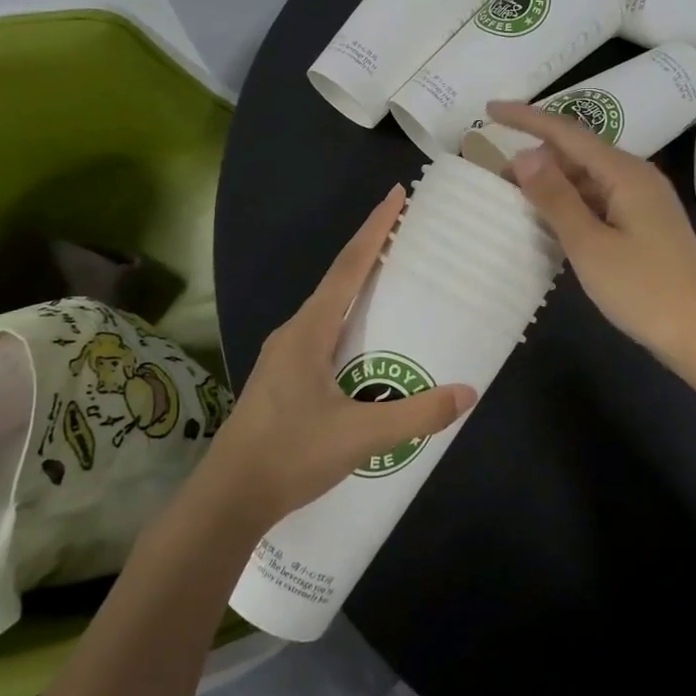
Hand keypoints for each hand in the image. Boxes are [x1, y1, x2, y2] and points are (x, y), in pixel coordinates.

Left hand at [198, 187, 476, 528]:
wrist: (228, 499)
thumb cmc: (290, 455)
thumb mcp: (361, 436)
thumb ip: (416, 415)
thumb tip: (467, 393)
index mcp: (308, 331)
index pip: (348, 267)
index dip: (375, 229)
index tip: (396, 196)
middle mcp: (294, 333)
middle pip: (339, 280)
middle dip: (372, 252)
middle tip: (407, 235)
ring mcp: (285, 356)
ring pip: (330, 309)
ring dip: (360, 288)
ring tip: (395, 281)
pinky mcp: (284, 378)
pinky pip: (325, 333)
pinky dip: (351, 321)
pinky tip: (368, 343)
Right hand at [486, 100, 695, 364]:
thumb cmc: (643, 289)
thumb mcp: (589, 244)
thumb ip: (555, 197)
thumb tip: (524, 155)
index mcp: (625, 173)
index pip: (567, 132)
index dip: (526, 118)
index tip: (489, 110)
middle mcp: (636, 177)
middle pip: (578, 153)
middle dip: (536, 158)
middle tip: (495, 177)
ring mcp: (643, 202)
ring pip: (588, 179)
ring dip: (552, 185)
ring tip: (514, 200)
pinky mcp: (644, 225)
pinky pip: (599, 201)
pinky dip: (571, 205)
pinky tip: (550, 223)